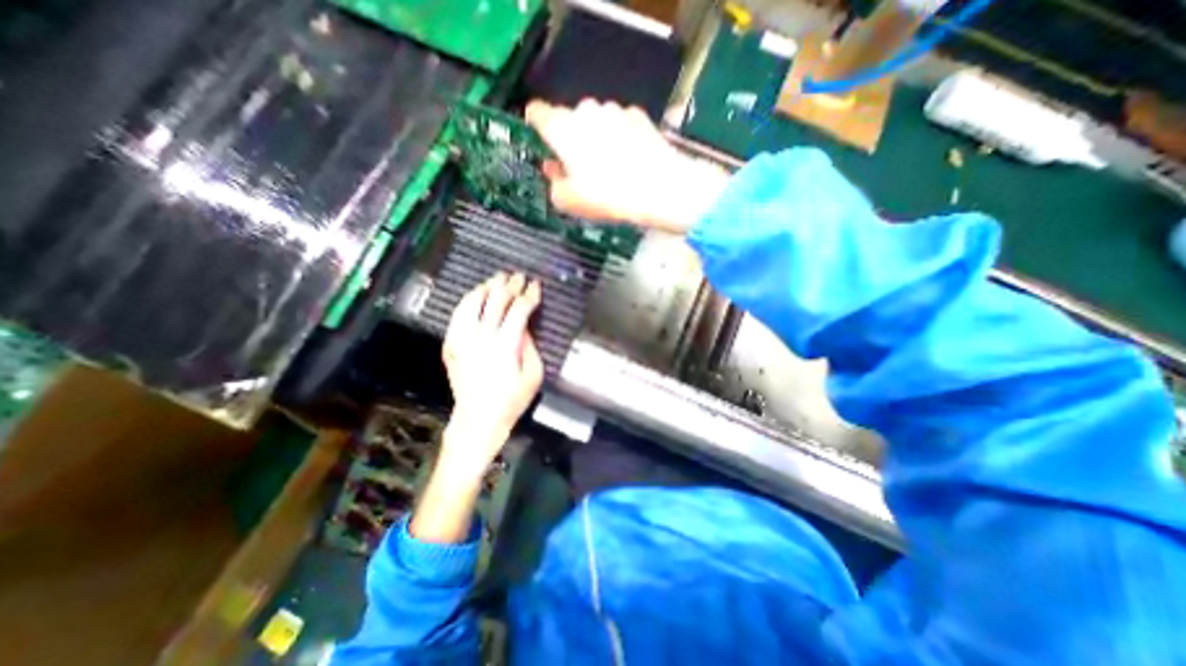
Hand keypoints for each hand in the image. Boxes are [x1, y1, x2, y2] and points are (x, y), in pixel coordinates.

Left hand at [443, 271, 542, 468]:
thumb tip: (524, 327)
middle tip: (519, 276)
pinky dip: (468, 300)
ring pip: (473, 302)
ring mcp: (462, 339)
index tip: (536, 285)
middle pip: (496, 300)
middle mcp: (481, 336)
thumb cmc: (511, 400)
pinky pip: (458, 314)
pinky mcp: (451, 344)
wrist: (478, 419)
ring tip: (497, 280)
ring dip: (487, 287)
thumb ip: (530, 346)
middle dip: (510, 285)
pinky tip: (476, 296)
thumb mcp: (533, 375)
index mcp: (505, 344)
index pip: (519, 309)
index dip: (529, 295)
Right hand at [524, 100, 728, 234]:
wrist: (659, 189)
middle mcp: (585, 110)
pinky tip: (630, 160)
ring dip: (596, 137)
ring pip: (596, 121)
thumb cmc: (607, 197)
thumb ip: (553, 183)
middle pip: (569, 120)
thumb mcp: (569, 202)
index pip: (537, 112)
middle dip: (571, 140)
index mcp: (562, 128)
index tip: (541, 140)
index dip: (536, 125)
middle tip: (580, 168)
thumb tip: (553, 169)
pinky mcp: (638, 115)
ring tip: (610, 167)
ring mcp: (615, 109)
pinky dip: (619, 137)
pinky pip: (620, 124)